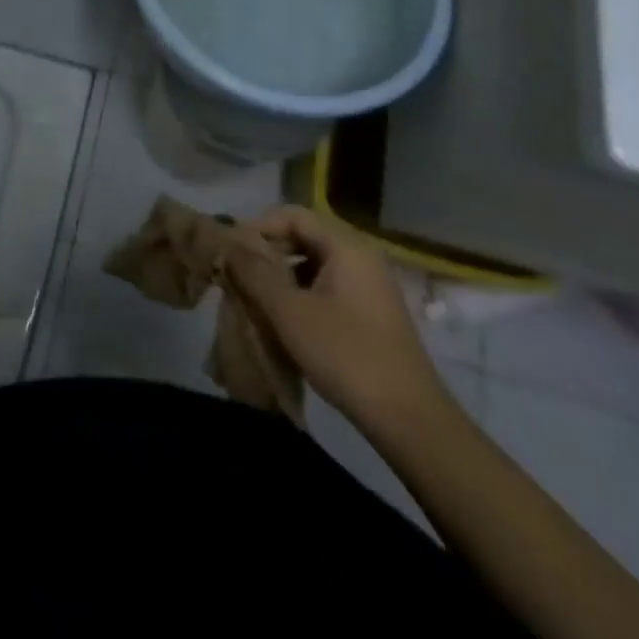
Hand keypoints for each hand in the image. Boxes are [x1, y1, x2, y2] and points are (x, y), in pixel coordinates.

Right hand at [227, 204, 450, 438]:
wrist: (411, 422)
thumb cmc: (345, 354)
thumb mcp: (288, 311)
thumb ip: (253, 271)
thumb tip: (228, 244)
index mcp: (346, 248)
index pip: (292, 215)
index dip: (258, 227)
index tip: (232, 252)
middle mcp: (361, 259)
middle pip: (303, 238)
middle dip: (267, 254)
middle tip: (238, 276)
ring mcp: (370, 289)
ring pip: (313, 266)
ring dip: (281, 278)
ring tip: (256, 301)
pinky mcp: (372, 316)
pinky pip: (327, 290)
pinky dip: (301, 296)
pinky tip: (285, 323)